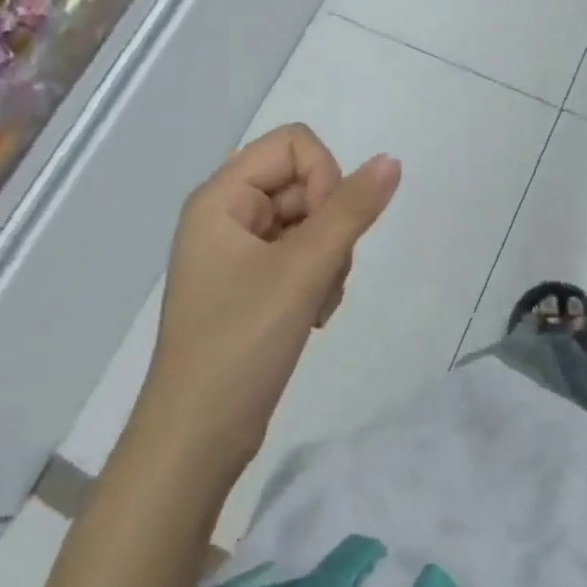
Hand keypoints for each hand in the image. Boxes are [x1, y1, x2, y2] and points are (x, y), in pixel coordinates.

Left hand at [146, 124, 401, 460]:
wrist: (196, 441)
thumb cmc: (240, 345)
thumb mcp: (302, 270)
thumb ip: (351, 210)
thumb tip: (391, 160)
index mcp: (221, 197)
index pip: (295, 144)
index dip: (324, 177)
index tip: (324, 229)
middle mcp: (227, 214)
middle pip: (306, 181)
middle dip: (329, 225)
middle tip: (322, 274)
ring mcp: (239, 250)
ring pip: (312, 219)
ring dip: (330, 256)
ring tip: (316, 302)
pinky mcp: (252, 281)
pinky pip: (303, 252)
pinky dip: (320, 276)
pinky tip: (314, 315)